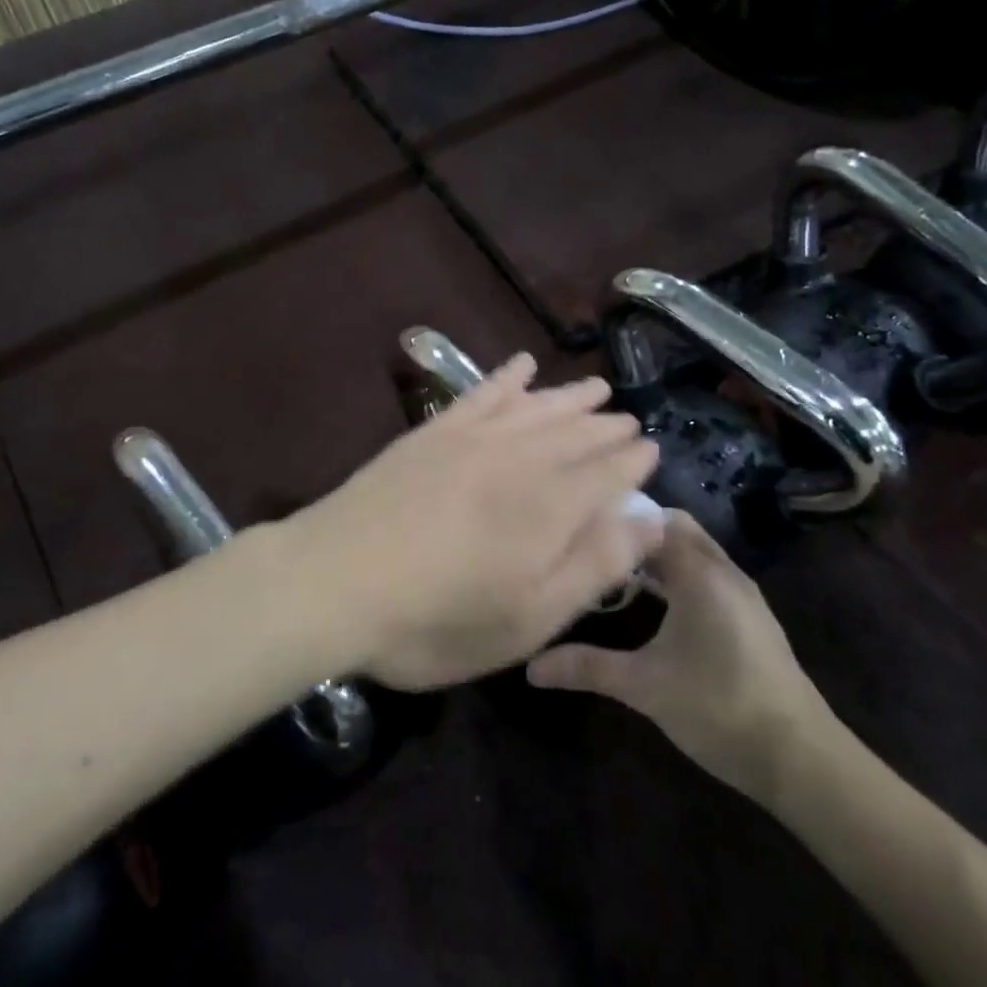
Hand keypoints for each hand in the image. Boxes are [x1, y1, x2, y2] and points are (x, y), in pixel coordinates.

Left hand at [280, 354, 661, 691]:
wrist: (336, 580)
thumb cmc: (437, 619)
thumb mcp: (529, 617)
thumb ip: (594, 564)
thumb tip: (651, 517)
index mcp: (550, 506)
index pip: (607, 471)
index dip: (632, 460)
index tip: (650, 448)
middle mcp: (519, 459)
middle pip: (575, 433)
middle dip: (606, 426)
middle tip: (628, 419)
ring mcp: (472, 438)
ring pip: (535, 407)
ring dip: (568, 396)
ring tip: (594, 388)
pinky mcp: (433, 432)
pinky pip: (481, 393)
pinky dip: (505, 377)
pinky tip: (522, 366)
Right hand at [526, 510, 842, 805]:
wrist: (801, 759)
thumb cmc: (719, 708)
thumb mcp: (644, 687)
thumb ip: (587, 667)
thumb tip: (531, 667)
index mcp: (699, 573)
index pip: (653, 519)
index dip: (616, 517)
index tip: (578, 527)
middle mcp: (723, 571)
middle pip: (675, 529)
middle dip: (635, 532)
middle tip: (591, 547)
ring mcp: (741, 593)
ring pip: (693, 551)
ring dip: (657, 554)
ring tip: (612, 569)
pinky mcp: (749, 617)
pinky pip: (706, 573)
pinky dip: (677, 573)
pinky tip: (654, 603)